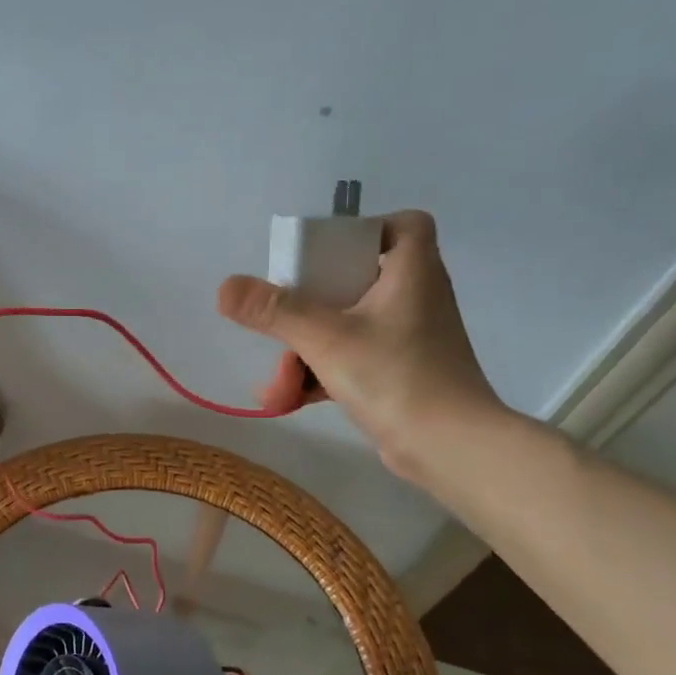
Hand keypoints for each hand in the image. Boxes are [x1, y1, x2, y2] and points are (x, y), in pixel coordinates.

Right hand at [216, 210, 506, 482]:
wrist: (451, 449)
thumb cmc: (397, 377)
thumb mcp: (326, 339)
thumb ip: (274, 311)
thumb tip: (224, 287)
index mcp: (411, 272)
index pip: (403, 225)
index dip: (365, 229)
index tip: (324, 251)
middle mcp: (415, 298)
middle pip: (355, 280)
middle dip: (306, 310)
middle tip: (279, 325)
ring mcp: (410, 339)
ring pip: (347, 327)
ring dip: (305, 353)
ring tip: (277, 387)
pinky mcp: (402, 374)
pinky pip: (352, 360)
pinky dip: (321, 375)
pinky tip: (289, 400)